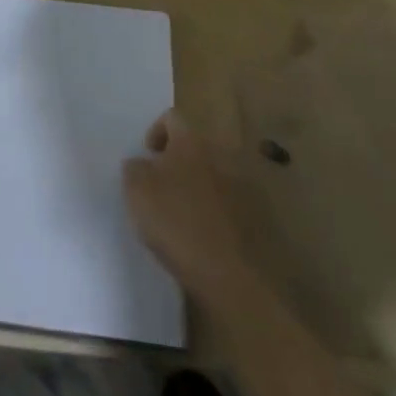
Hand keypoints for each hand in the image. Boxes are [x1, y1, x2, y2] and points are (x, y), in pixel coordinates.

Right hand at [122, 110, 248, 294]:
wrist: (235, 277)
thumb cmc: (179, 224)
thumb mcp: (137, 192)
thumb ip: (134, 168)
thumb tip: (140, 164)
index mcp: (191, 142)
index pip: (171, 117)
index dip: (156, 132)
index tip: (148, 159)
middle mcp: (221, 155)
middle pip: (195, 147)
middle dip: (179, 163)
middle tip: (163, 189)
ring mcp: (245, 186)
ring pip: (215, 176)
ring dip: (200, 188)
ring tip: (185, 217)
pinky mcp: (260, 218)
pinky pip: (232, 204)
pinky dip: (219, 213)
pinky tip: (207, 238)